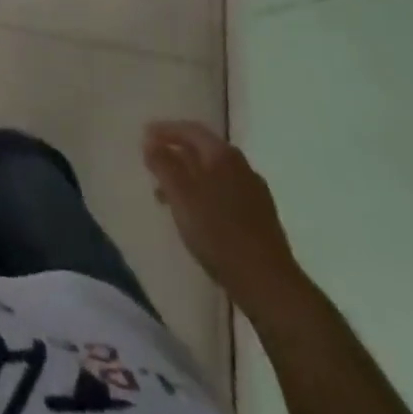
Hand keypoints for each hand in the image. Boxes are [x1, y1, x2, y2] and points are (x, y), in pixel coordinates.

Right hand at [143, 120, 305, 315]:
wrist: (268, 284)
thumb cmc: (218, 233)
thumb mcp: (180, 194)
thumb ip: (163, 163)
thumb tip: (150, 141)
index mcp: (222, 154)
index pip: (189, 129)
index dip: (165, 130)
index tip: (144, 135)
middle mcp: (241, 165)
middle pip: (202, 150)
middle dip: (176, 154)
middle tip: (153, 165)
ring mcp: (254, 191)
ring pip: (214, 173)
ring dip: (189, 177)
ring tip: (169, 196)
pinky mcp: (262, 216)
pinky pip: (226, 192)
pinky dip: (206, 194)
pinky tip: (199, 215)